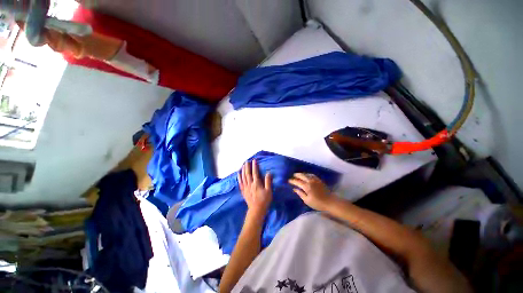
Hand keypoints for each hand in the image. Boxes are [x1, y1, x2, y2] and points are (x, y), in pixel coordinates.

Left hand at [238, 160, 272, 218]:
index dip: (254, 166)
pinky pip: (240, 182)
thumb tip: (268, 173)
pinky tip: (238, 173)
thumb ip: (268, 181)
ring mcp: (245, 187)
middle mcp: (250, 184)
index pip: (255, 172)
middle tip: (247, 161)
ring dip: (243, 170)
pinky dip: (239, 177)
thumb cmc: (264, 200)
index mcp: (256, 183)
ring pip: (243, 177)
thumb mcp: (269, 191)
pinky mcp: (243, 191)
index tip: (254, 160)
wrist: (256, 210)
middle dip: (247, 166)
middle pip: (247, 173)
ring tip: (243, 165)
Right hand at [289, 173, 335, 210]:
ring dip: (302, 174)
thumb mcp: (307, 200)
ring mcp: (315, 180)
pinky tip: (307, 175)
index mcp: (306, 186)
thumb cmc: (318, 203)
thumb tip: (295, 189)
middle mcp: (310, 181)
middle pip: (302, 176)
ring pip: (307, 174)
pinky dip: (308, 174)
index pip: (297, 182)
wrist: (330, 202)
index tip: (289, 180)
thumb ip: (300, 194)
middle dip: (297, 175)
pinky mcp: (319, 180)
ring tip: (299, 174)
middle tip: (293, 175)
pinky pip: (312, 175)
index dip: (293, 181)